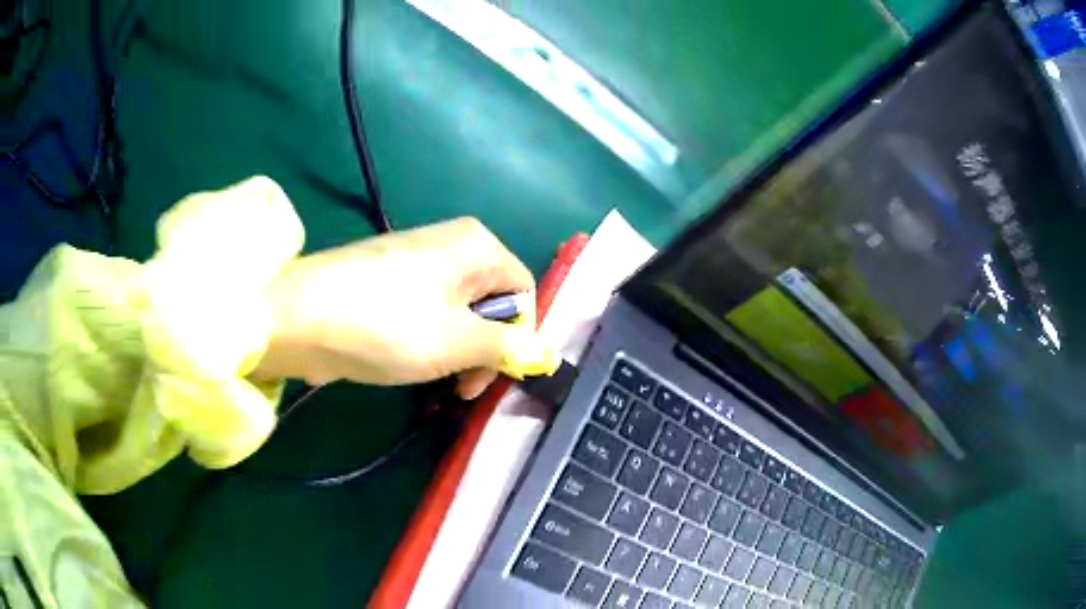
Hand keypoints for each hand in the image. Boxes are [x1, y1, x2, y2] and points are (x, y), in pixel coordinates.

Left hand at [250, 217, 557, 397]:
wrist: (299, 318)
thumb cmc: (386, 325)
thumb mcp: (458, 341)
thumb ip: (509, 347)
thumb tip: (549, 356)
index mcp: (476, 245)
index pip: (523, 293)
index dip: (516, 338)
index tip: (490, 377)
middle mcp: (451, 244)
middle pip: (491, 302)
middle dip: (484, 349)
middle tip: (461, 387)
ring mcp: (416, 261)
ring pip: (458, 312)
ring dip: (455, 351)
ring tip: (430, 378)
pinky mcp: (388, 282)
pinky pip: (426, 312)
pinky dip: (427, 341)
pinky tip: (405, 361)